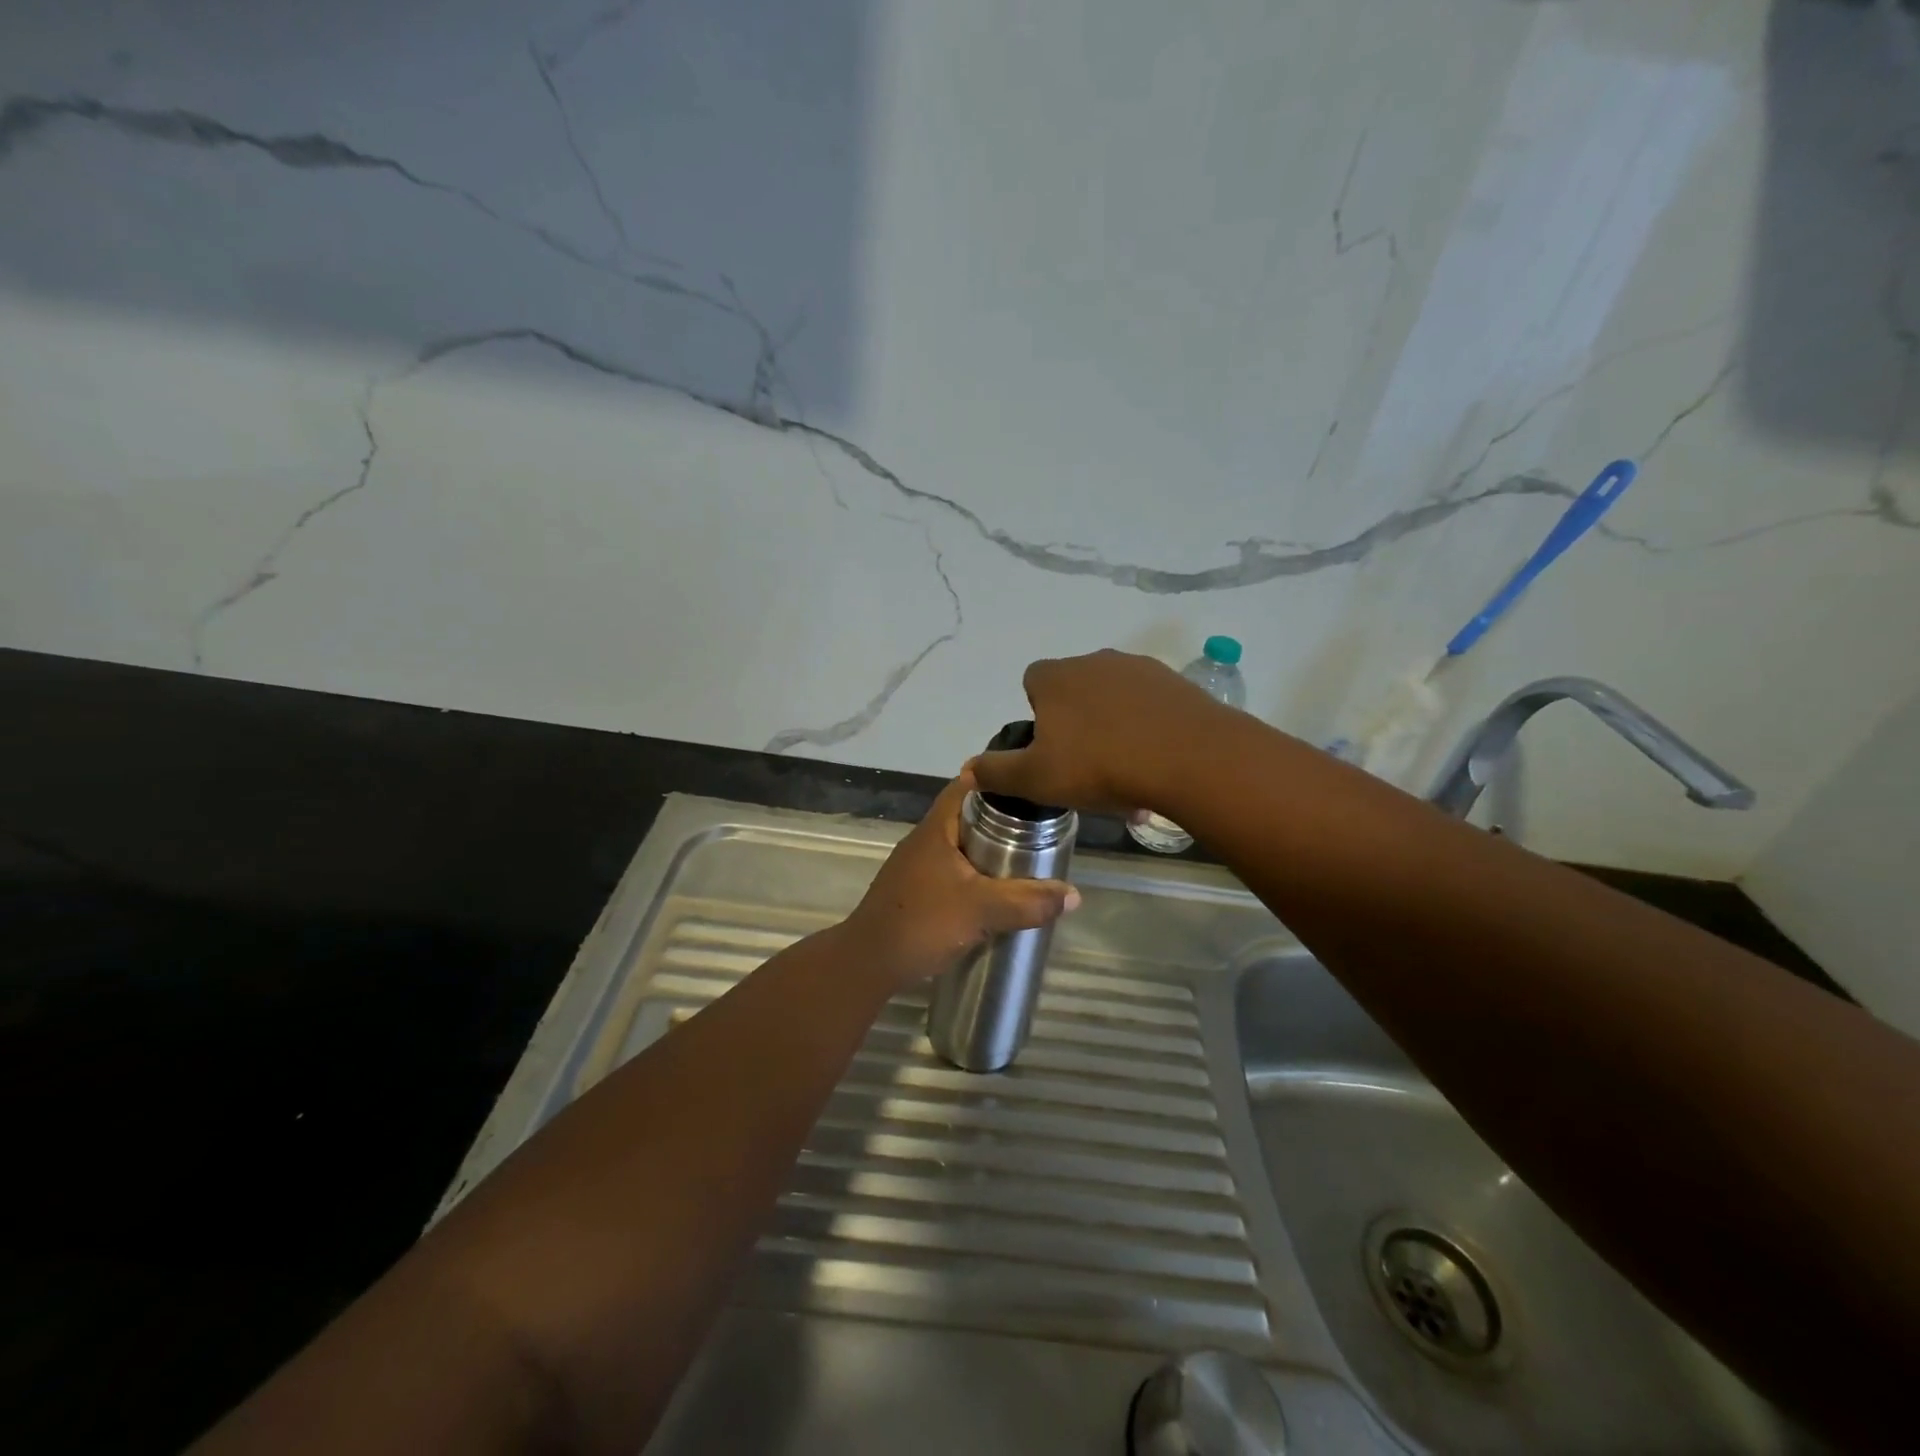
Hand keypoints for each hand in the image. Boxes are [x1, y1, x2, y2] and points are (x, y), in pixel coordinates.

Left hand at [841, 771, 1079, 986]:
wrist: (868, 964)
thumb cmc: (922, 923)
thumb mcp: (982, 911)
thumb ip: (1028, 902)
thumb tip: (1073, 895)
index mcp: (937, 829)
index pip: (967, 785)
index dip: (998, 780)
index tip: (1031, 786)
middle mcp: (925, 840)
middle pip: (968, 816)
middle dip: (1003, 821)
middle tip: (1040, 829)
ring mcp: (917, 867)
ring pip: (961, 847)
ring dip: (989, 852)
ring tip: (1026, 861)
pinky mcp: (916, 892)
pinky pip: (953, 872)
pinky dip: (976, 876)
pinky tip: (996, 894)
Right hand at [973, 649, 1222, 813]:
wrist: (1188, 757)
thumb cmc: (1099, 765)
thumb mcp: (1037, 778)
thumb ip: (997, 772)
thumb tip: (966, 769)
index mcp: (1056, 677)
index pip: (1033, 681)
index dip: (1037, 713)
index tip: (1050, 748)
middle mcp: (1094, 660)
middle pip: (1075, 690)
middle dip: (1077, 722)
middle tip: (1086, 766)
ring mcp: (1139, 667)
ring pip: (1114, 698)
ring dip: (1113, 727)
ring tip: (1126, 773)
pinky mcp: (1176, 682)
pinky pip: (1150, 705)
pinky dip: (1147, 728)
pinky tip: (1157, 763)